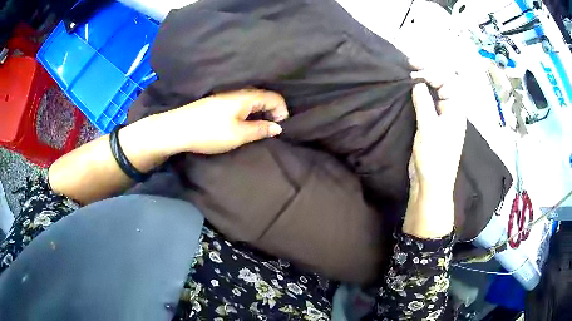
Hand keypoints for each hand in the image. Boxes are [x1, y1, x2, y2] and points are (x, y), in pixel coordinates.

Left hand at [152, 89, 288, 155]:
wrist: (177, 129)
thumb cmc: (210, 132)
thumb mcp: (239, 134)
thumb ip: (260, 129)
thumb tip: (278, 127)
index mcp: (246, 97)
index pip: (274, 97)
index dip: (282, 111)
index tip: (280, 128)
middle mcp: (237, 93)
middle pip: (263, 97)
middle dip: (272, 111)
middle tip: (271, 129)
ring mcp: (225, 97)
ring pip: (250, 101)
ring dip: (259, 113)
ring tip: (258, 129)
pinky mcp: (217, 104)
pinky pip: (240, 105)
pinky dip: (248, 113)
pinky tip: (242, 124)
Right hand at [403, 70, 466, 237]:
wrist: (430, 184)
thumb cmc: (434, 158)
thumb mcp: (429, 129)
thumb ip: (424, 103)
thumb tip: (417, 83)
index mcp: (456, 110)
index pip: (446, 82)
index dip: (431, 72)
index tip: (412, 70)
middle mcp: (451, 111)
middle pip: (442, 84)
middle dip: (428, 71)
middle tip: (409, 63)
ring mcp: (441, 118)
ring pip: (434, 92)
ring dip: (423, 81)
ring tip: (408, 72)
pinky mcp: (432, 125)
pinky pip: (428, 103)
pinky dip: (419, 94)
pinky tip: (410, 90)